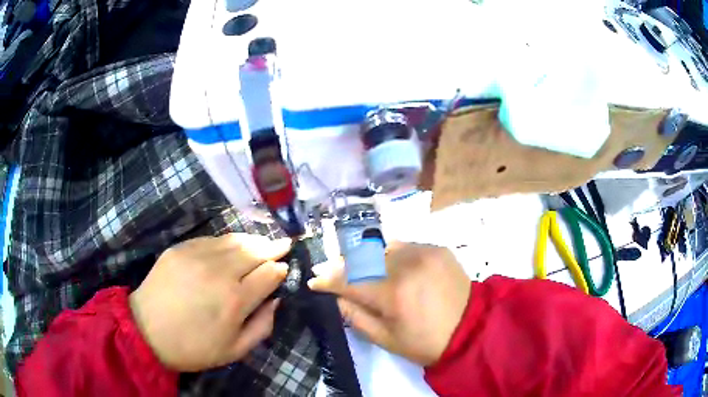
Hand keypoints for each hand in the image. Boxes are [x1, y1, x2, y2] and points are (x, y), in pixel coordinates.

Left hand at [129, 234, 291, 371]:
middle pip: (255, 250)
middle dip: (273, 247)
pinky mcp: (180, 248)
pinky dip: (227, 241)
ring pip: (234, 240)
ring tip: (262, 242)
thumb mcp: (235, 350)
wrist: (147, 331)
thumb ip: (262, 326)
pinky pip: (211, 239)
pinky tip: (231, 246)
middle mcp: (220, 272)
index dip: (280, 269)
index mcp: (235, 301)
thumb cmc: (193, 347)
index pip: (269, 273)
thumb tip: (275, 300)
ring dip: (253, 240)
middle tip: (283, 244)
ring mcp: (198, 256)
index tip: (284, 269)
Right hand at [308, 242, 470, 365]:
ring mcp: (424, 252)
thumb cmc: (426, 341)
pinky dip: (388, 254)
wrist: (471, 328)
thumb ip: (355, 316)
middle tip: (328, 269)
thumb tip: (336, 296)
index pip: (349, 279)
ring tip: (353, 265)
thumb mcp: (386, 339)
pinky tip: (385, 263)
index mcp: (393, 292)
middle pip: (362, 257)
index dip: (328, 280)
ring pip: (381, 247)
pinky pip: (403, 246)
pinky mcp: (436, 248)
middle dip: (341, 264)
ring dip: (364, 256)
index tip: (314, 280)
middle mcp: (407, 264)